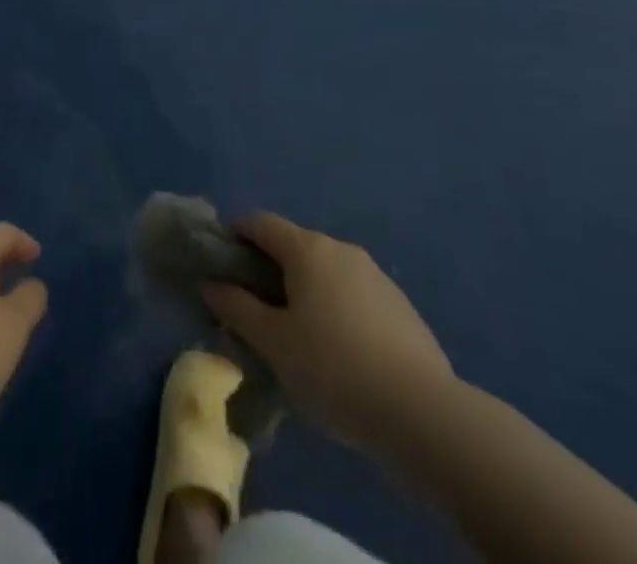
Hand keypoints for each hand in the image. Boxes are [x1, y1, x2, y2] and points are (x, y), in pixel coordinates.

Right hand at [204, 214, 453, 455]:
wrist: (424, 413)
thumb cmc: (334, 369)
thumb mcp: (274, 344)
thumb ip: (238, 308)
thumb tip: (212, 284)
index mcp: (307, 248)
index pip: (260, 222)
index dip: (234, 234)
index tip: (220, 263)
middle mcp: (340, 249)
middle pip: (293, 245)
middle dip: (268, 267)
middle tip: (252, 307)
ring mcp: (375, 275)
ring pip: (325, 271)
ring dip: (303, 289)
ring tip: (294, 334)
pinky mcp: (400, 306)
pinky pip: (352, 294)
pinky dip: (334, 307)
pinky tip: (336, 351)